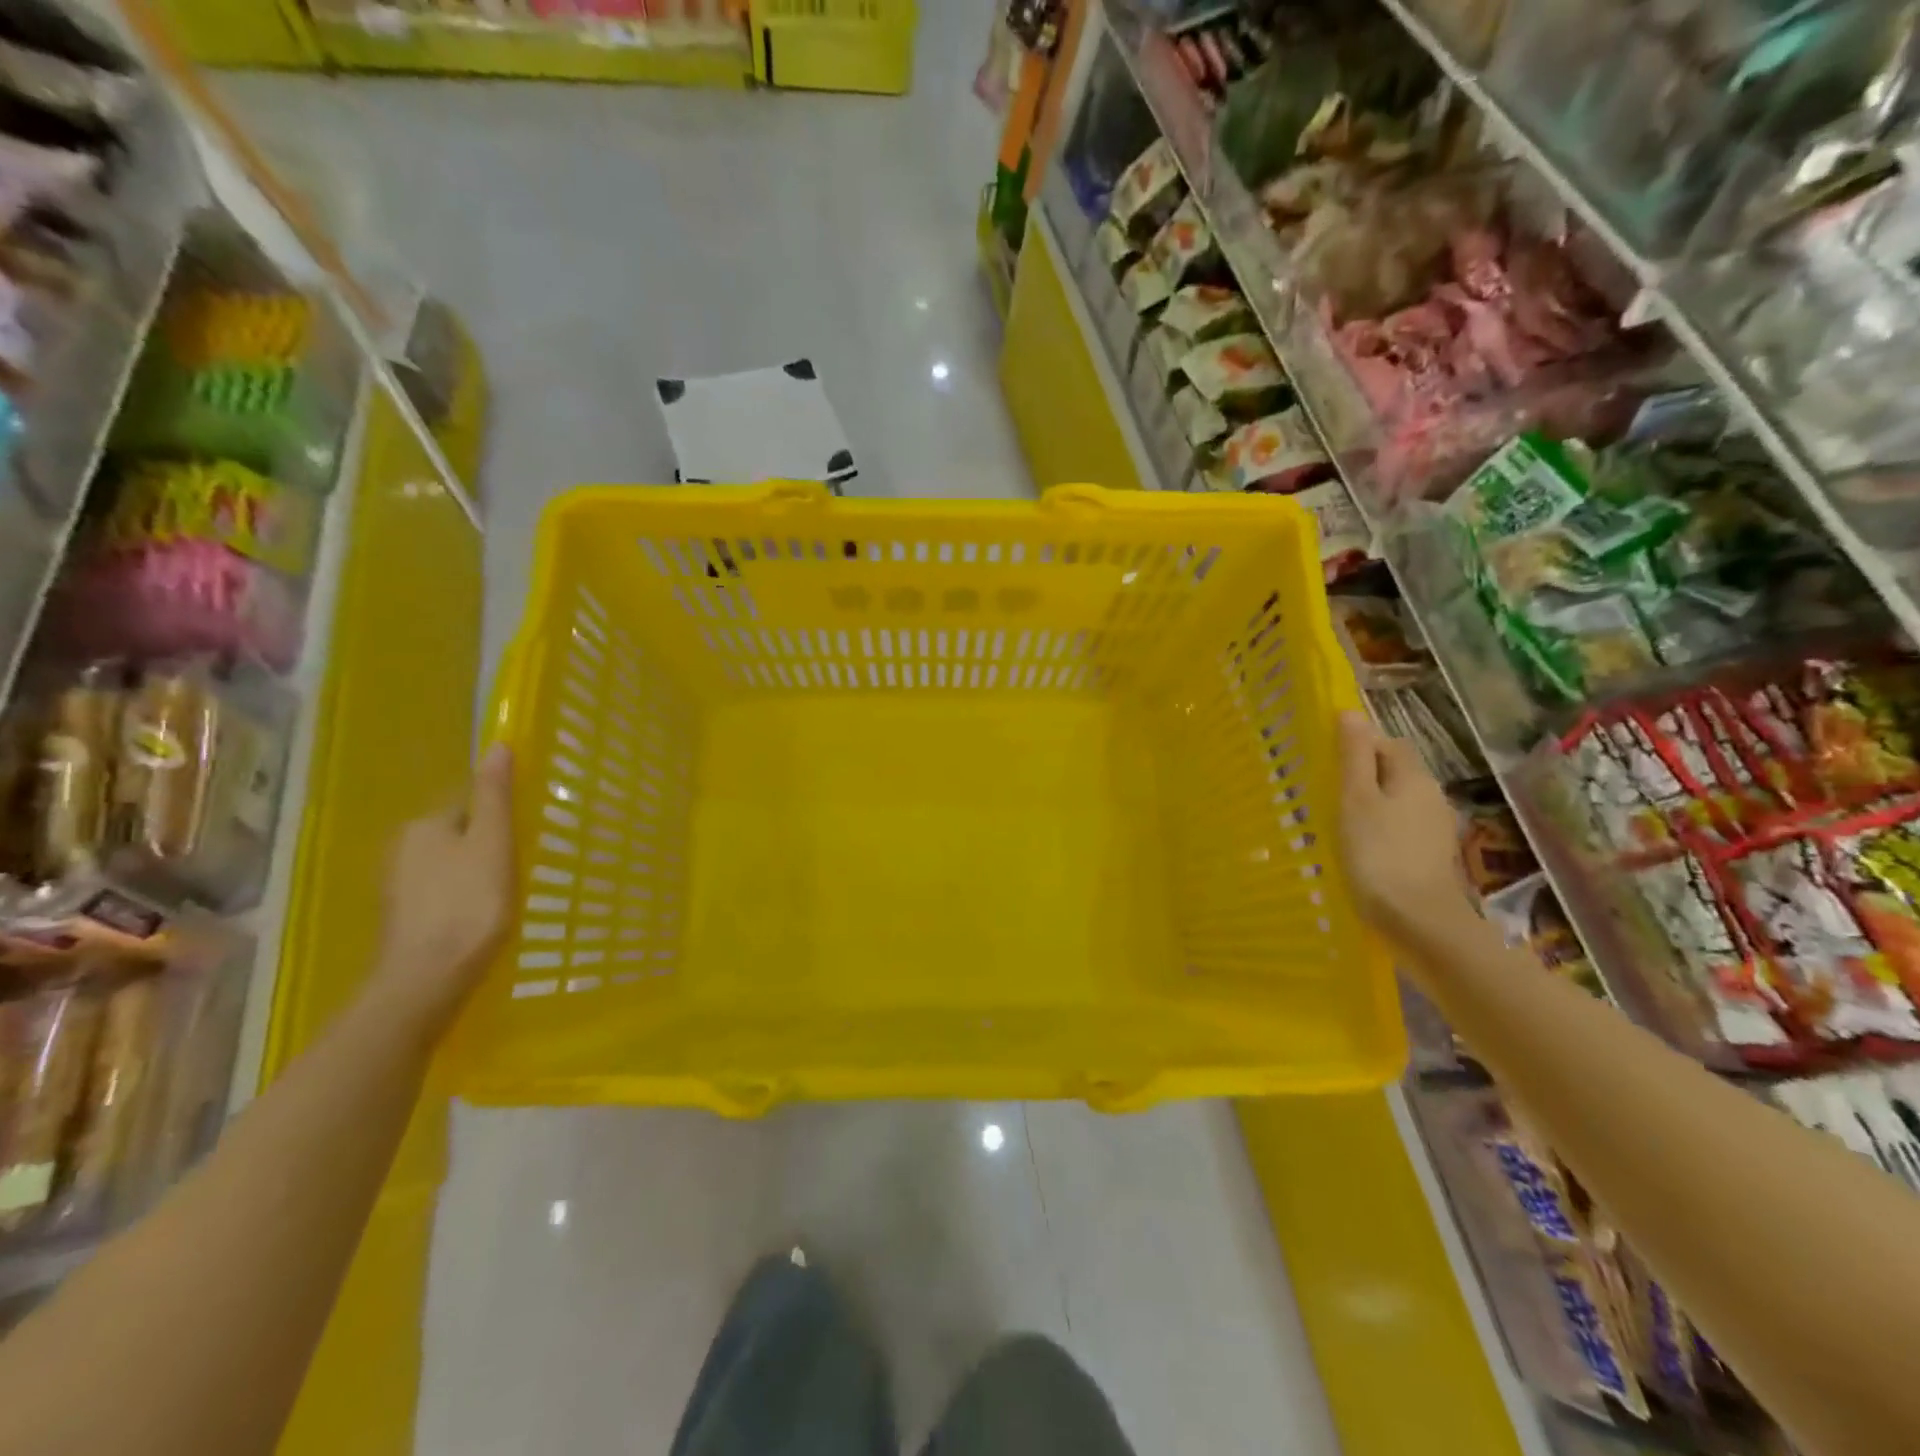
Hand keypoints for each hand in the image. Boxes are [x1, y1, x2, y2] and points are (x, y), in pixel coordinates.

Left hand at [367, 744, 515, 1038]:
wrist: (428, 978)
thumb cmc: (470, 903)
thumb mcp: (493, 843)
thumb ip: (495, 796)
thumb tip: (498, 746)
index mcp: (424, 825)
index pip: (469, 806)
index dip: (500, 821)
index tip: (524, 840)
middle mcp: (402, 849)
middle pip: (458, 835)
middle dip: (487, 847)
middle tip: (520, 869)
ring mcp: (397, 887)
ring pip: (449, 866)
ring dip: (474, 874)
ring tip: (505, 896)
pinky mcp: (402, 918)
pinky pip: (440, 893)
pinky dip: (461, 899)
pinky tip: (479, 918)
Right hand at [1336, 711, 1469, 943]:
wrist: (1417, 920)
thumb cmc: (1378, 854)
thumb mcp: (1356, 800)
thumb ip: (1354, 757)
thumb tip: (1351, 713)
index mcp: (1413, 776)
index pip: (1387, 742)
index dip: (1358, 744)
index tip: (1325, 759)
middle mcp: (1431, 795)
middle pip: (1395, 770)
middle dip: (1363, 773)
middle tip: (1326, 789)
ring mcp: (1434, 828)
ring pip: (1397, 800)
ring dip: (1371, 803)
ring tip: (1336, 819)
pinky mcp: (1430, 855)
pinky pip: (1400, 827)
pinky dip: (1380, 828)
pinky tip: (1359, 846)